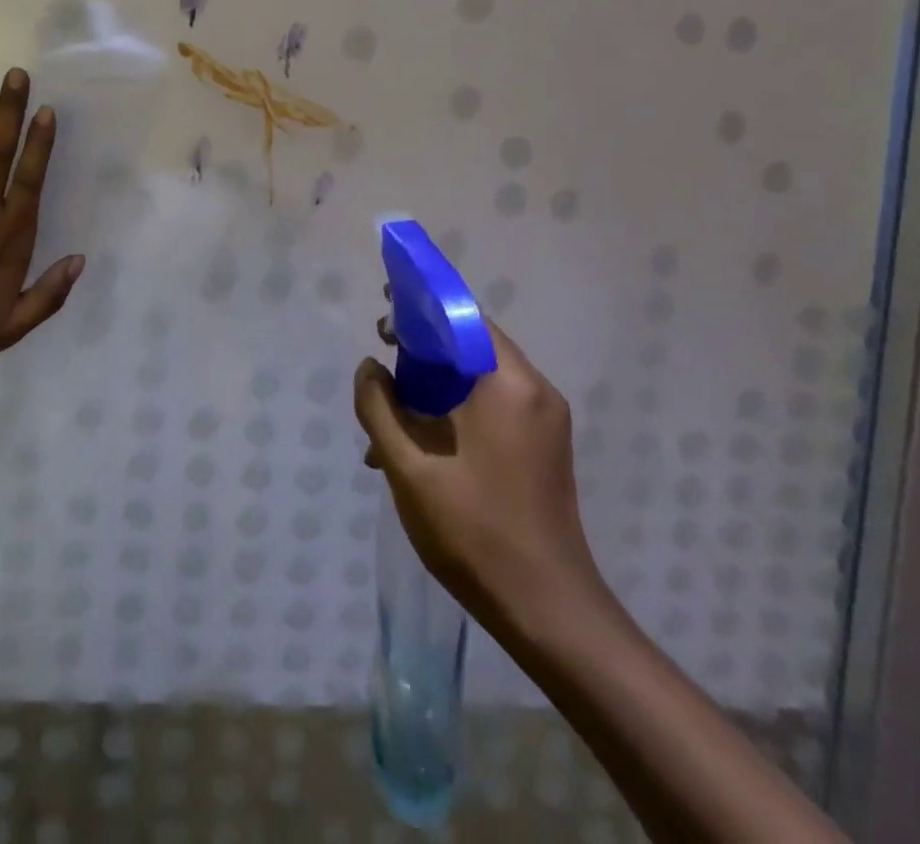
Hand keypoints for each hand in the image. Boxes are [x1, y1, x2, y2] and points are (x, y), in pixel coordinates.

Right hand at [353, 305, 608, 643]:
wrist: (551, 614)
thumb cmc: (475, 533)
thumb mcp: (409, 469)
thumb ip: (379, 409)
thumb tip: (369, 368)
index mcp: (508, 386)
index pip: (465, 318)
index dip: (423, 305)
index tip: (385, 308)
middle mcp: (534, 392)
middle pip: (472, 345)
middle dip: (423, 346)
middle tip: (380, 356)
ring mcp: (544, 422)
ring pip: (479, 378)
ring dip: (434, 383)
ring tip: (390, 407)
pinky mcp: (543, 448)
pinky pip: (493, 406)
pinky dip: (454, 408)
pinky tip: (418, 443)